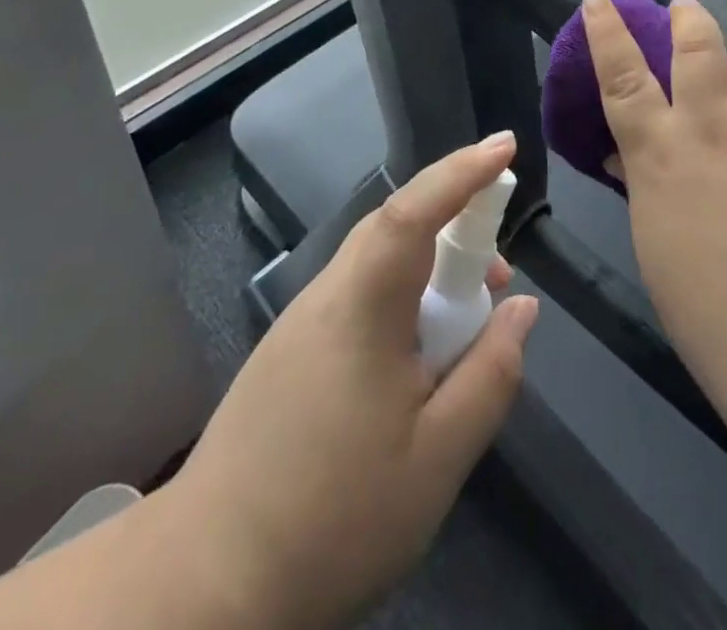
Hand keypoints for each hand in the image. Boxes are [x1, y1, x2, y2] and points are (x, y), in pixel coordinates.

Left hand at [164, 134, 538, 629]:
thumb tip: (522, 308)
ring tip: (467, 317)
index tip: (506, 145)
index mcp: (363, 306)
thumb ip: (490, 374)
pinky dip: (401, 297)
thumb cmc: (333, 517)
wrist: (204, 582)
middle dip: (453, 220)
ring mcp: (301, 321)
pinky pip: (358, 294)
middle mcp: (328, 295)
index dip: (462, 171)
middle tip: (499, 264)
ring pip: (376, 262)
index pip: (414, 210)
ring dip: (427, 266)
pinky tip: (416, 354)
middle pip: (394, 227)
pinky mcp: (289, 349)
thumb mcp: (437, 458)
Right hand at [581, 0, 726, 409]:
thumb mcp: (658, 240)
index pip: (622, 73)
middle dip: (688, 17)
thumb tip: (628, 158)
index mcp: (661, 150)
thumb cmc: (712, 307)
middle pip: (695, 43)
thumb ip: (646, 185)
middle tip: (687, 8)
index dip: (606, 30)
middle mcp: (712, 119)